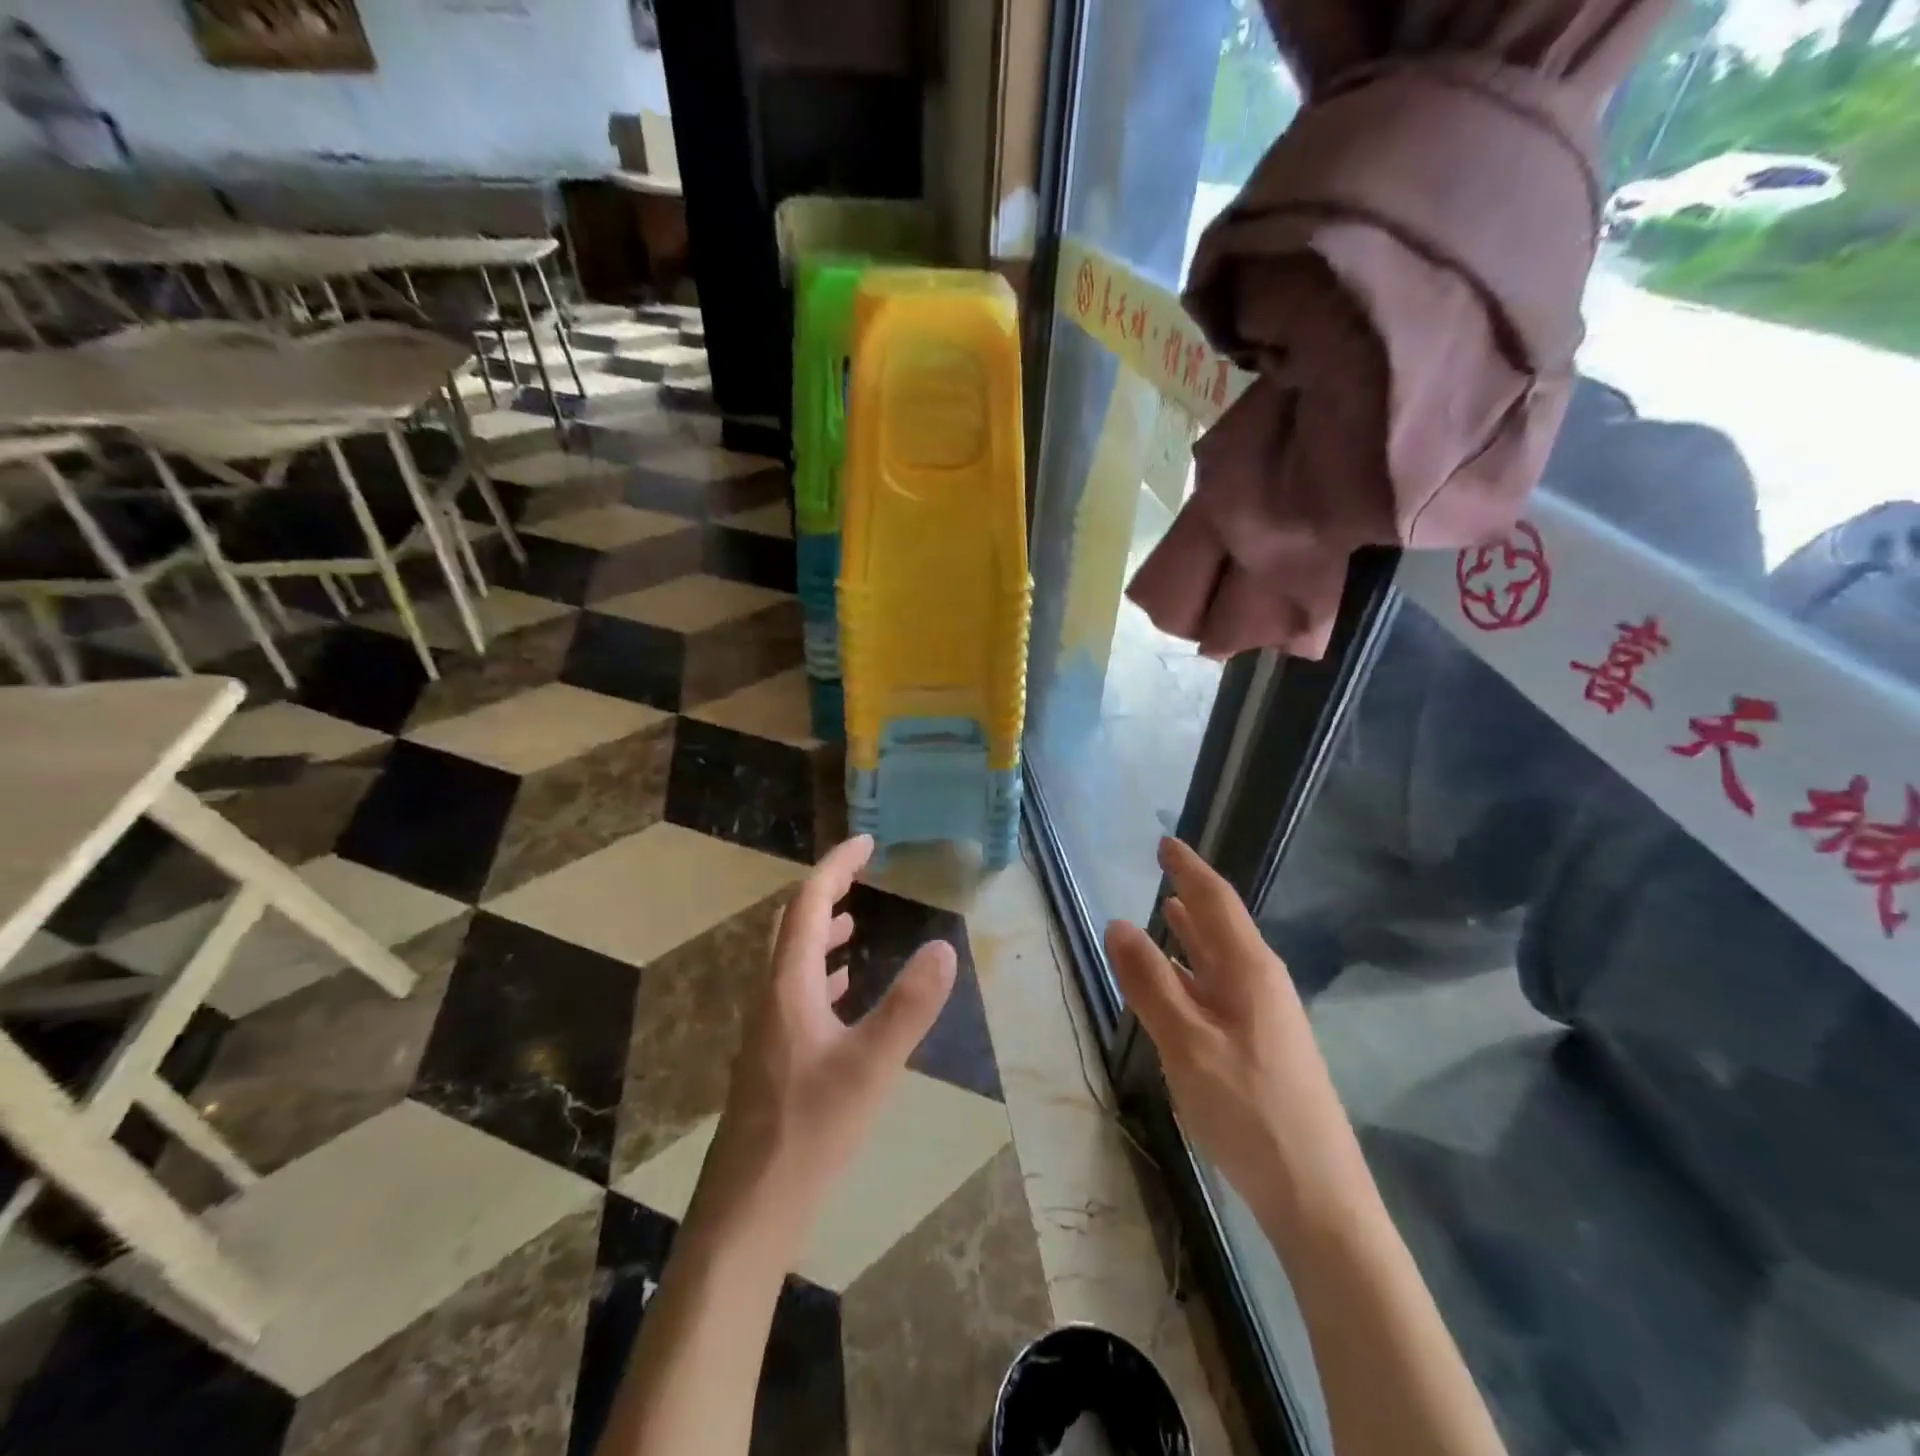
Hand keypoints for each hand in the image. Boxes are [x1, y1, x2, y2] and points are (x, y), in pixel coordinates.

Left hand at [694, 835, 957, 1242]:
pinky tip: (841, 994)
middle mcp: (771, 999)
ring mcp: (767, 1032)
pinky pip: (795, 996)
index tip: (867, 842)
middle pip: (790, 926)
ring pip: (791, 963)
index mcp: (788, 987)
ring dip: (819, 933)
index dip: (836, 867)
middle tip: (861, 875)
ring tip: (853, 924)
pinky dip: (820, 976)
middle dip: (825, 892)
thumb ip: (909, 1006)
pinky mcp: (772, 1061)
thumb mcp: (871, 1067)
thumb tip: (944, 946)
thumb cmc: (809, 1134)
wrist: (748, 1214)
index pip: (806, 904)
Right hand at [1106, 837, 1367, 1231]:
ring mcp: (1266, 1016)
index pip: (1215, 901)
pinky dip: (1195, 971)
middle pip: (1222, 925)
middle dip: (1192, 894)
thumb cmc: (1248, 1111)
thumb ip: (1151, 983)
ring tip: (1166, 910)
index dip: (1189, 868)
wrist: (1317, 1197)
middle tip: (1163, 868)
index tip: (1164, 842)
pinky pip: (1221, 988)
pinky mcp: (1262, 1045)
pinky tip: (1180, 981)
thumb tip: (1117, 923)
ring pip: (1222, 959)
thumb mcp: (1187, 1044)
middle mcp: (1262, 983)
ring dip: (1193, 933)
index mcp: (1250, 970)